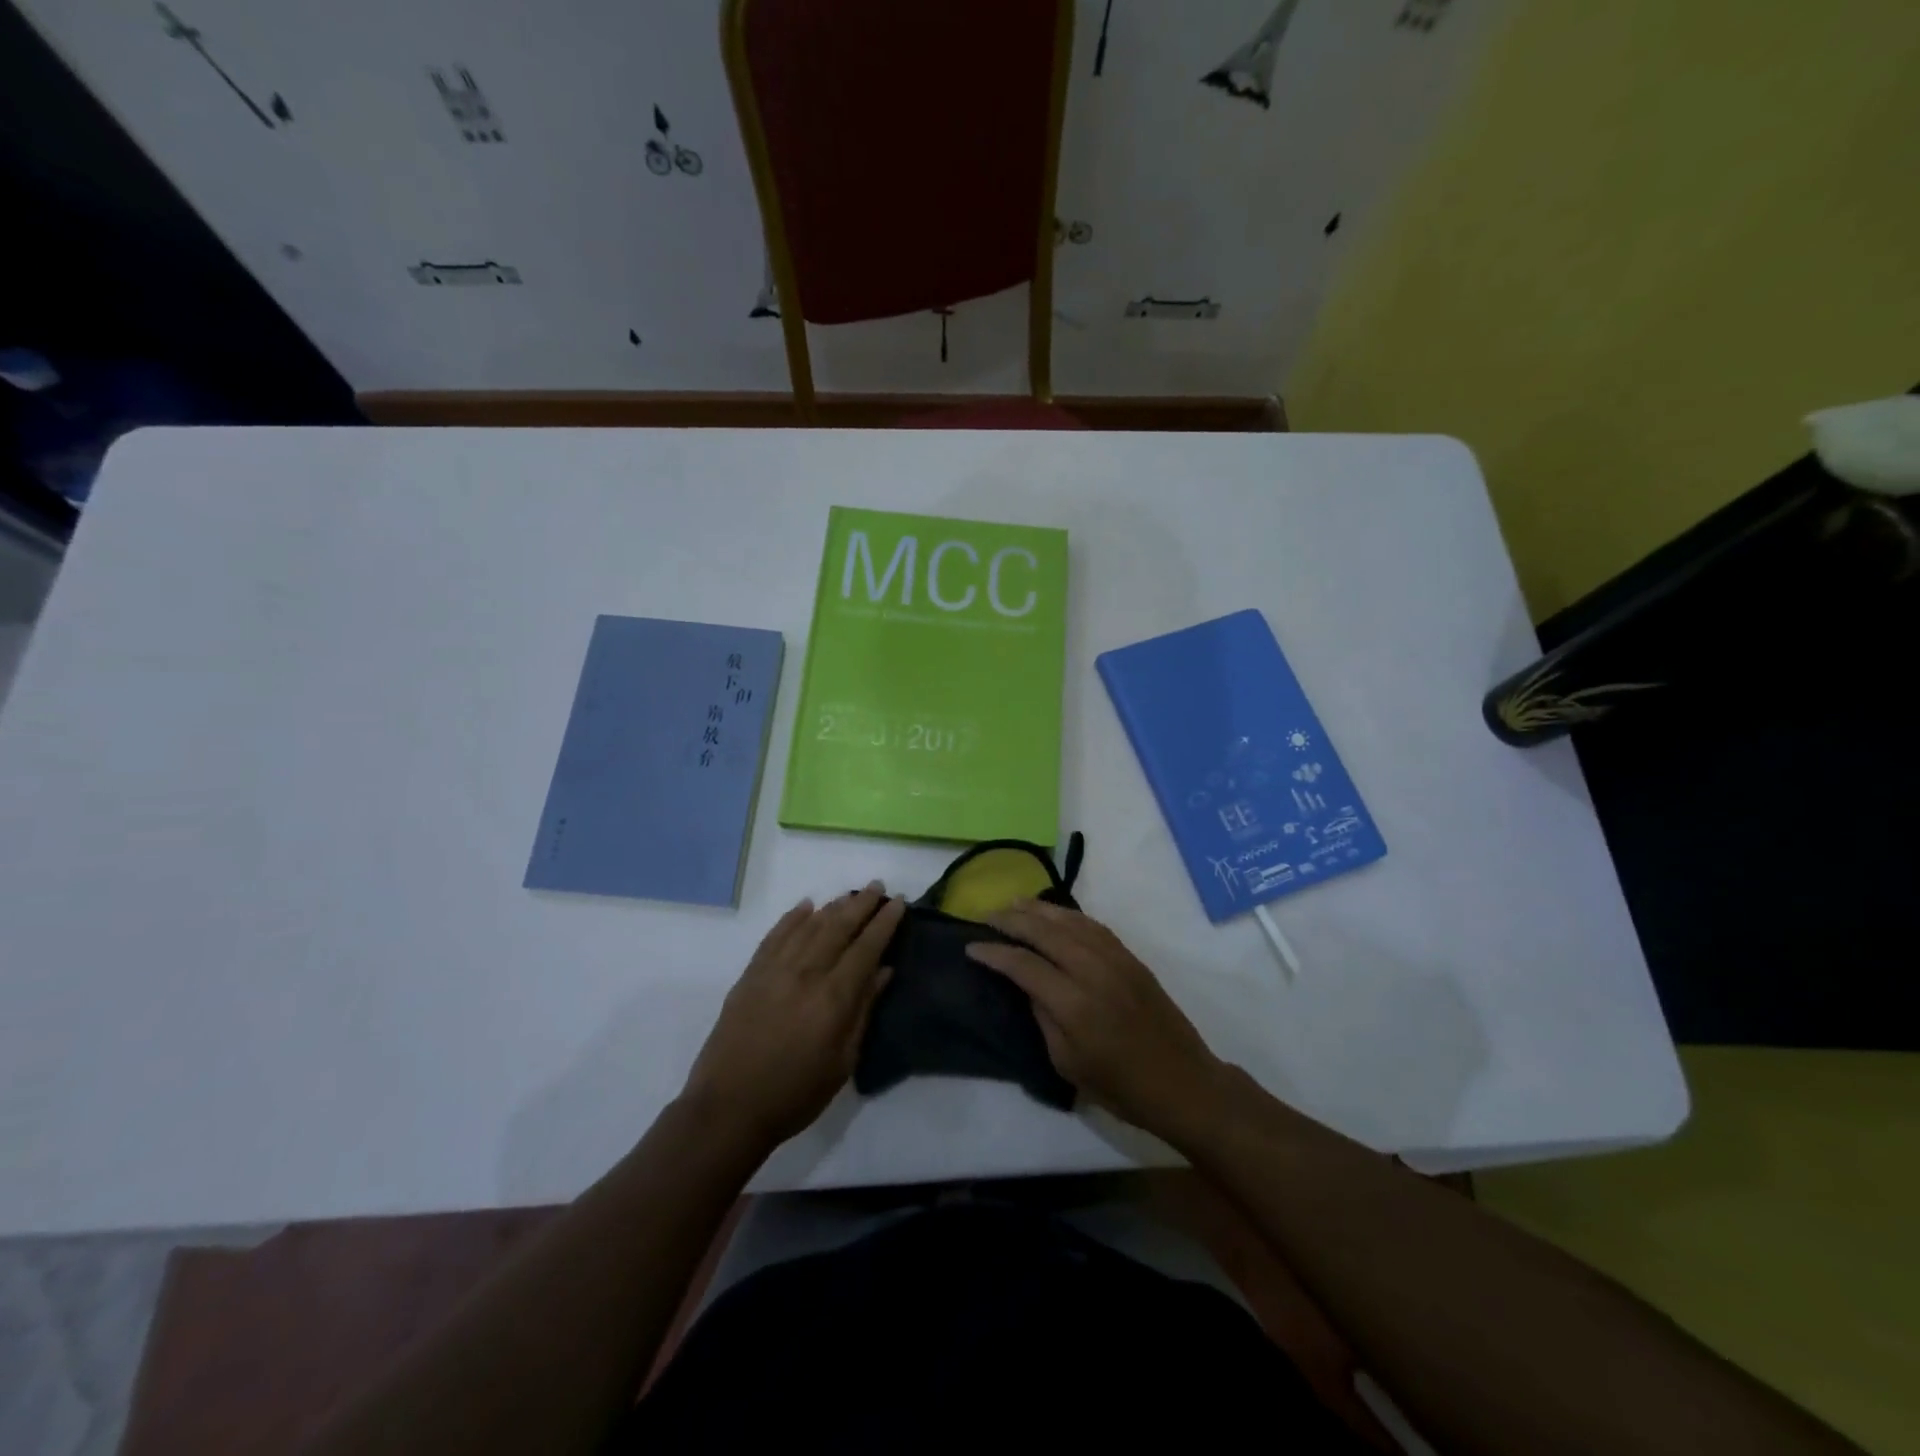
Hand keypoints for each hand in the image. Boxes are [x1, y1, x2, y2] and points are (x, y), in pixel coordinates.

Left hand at [682, 883, 904, 1151]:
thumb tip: (883, 972)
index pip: (866, 947)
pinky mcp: (750, 975)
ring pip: (809, 926)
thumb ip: (863, 1011)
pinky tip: (806, 906)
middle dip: (861, 904)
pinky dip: (792, 918)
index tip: (898, 902)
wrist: (728, 1108)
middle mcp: (806, 973)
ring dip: (832, 906)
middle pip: (838, 927)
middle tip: (878, 886)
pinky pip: (775, 935)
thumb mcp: (842, 1062)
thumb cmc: (795, 1094)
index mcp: (833, 997)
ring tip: (850, 893)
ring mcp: (774, 970)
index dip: (884, 923)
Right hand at [965, 901, 1225, 1137]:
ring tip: (1014, 904)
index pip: (1024, 965)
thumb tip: (1028, 985)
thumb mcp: (1068, 1064)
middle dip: (1012, 920)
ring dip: (1038, 909)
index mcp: (1074, 1004)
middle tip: (986, 915)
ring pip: (1069, 921)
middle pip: (1044, 932)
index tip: (971, 947)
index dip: (994, 953)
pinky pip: (1093, 925)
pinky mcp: (1130, 957)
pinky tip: (1054, 914)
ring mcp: (1115, 959)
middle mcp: (1093, 970)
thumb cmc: (1121, 1087)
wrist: (1183, 1082)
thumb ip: (1043, 1018)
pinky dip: (1068, 914)